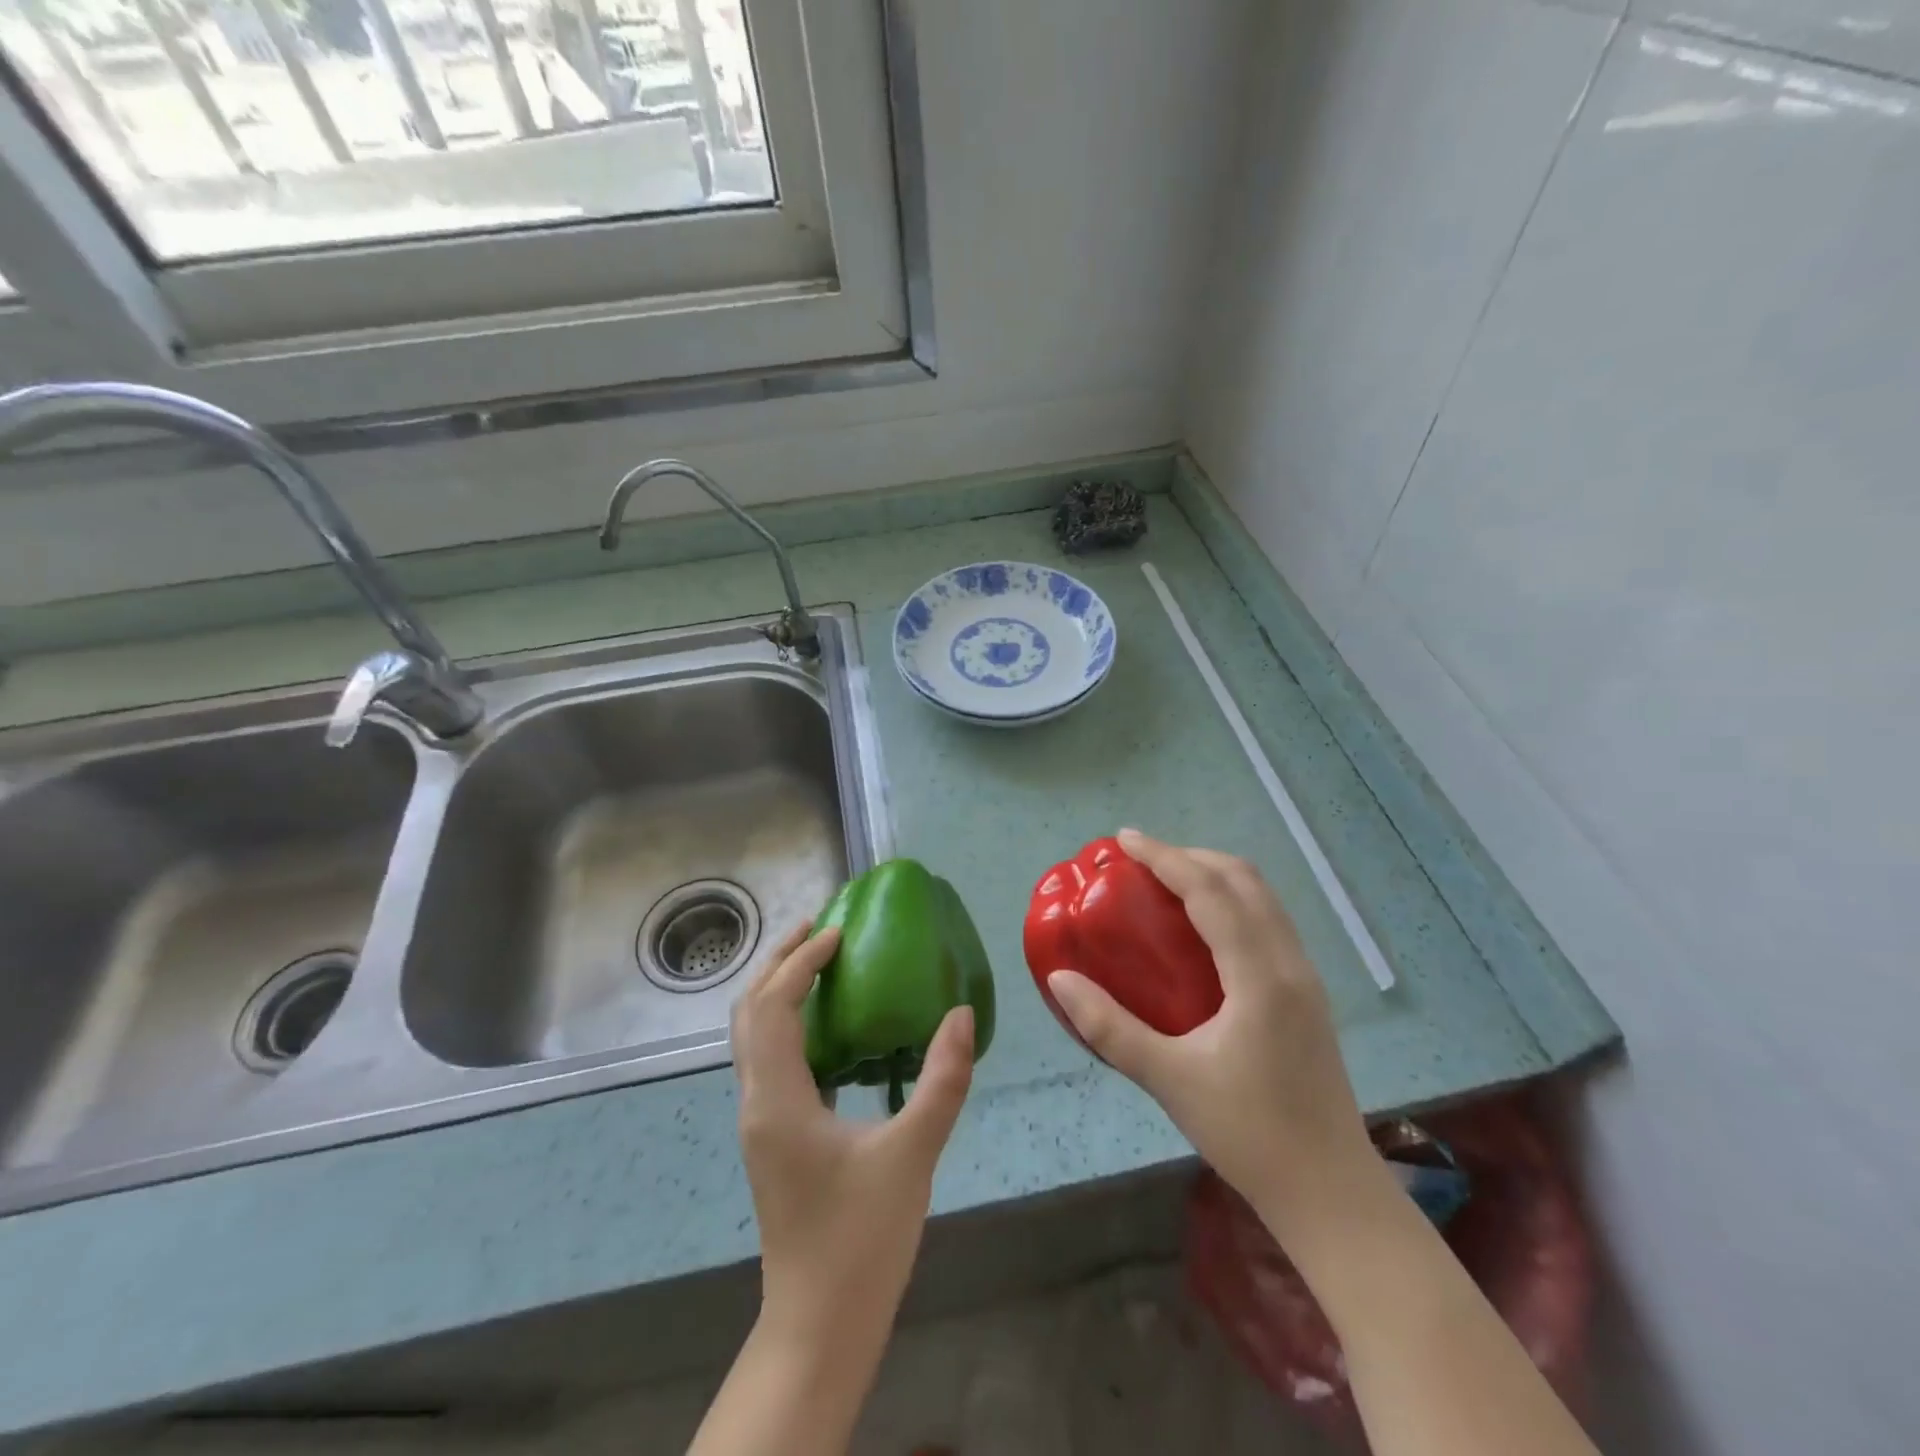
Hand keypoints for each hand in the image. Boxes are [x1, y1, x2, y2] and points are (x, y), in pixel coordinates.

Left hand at [729, 920, 975, 1341]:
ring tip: (821, 961)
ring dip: (780, 989)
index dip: (800, 961)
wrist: (820, 1325)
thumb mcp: (913, 1155)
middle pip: (749, 1011)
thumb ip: (942, 1080)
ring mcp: (760, 1121)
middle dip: (779, 962)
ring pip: (753, 1035)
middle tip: (820, 927)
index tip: (839, 932)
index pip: (772, 1005)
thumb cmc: (862, 1240)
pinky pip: (771, 1059)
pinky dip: (790, 1023)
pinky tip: (830, 1026)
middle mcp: (756, 1101)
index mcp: (777, 1099)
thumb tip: (960, 1013)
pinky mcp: (773, 1135)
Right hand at [1046, 829, 1384, 1243]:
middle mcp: (1289, 963)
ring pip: (1263, 899)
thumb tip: (1059, 979)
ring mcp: (1305, 978)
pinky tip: (1202, 930)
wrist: (1330, 1192)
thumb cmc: (1249, 1134)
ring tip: (1167, 882)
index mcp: (1259, 976)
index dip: (1165, 857)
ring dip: (1215, 876)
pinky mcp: (1307, 995)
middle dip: (1191, 856)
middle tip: (1142, 860)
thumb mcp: (1169, 1080)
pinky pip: (1268, 922)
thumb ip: (1109, 1027)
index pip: (1211, 892)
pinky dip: (1232, 902)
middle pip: (1245, 880)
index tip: (1125, 839)